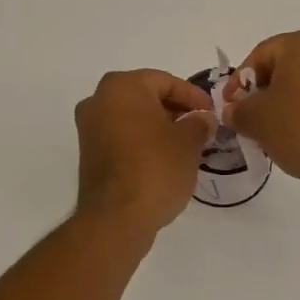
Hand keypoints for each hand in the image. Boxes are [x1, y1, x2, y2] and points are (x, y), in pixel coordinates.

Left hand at [74, 69, 215, 234]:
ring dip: (158, 126)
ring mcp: (89, 127)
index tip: (211, 113)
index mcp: (122, 86)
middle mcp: (99, 99)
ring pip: (132, 117)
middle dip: (174, 109)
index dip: (193, 96)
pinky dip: (142, 141)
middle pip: (146, 96)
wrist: (116, 218)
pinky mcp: (88, 153)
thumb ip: (199, 123)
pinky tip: (163, 158)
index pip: (165, 81)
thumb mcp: (189, 142)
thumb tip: (203, 119)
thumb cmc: (156, 168)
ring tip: (185, 144)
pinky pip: (121, 136)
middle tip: (199, 126)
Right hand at [222, 27, 299, 190]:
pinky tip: (295, 133)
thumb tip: (232, 112)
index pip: (261, 55)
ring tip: (270, 129)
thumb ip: (237, 110)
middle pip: (285, 67)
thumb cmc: (298, 125)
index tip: (229, 105)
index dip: (239, 81)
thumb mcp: (255, 118)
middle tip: (247, 116)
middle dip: (264, 91)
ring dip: (285, 102)